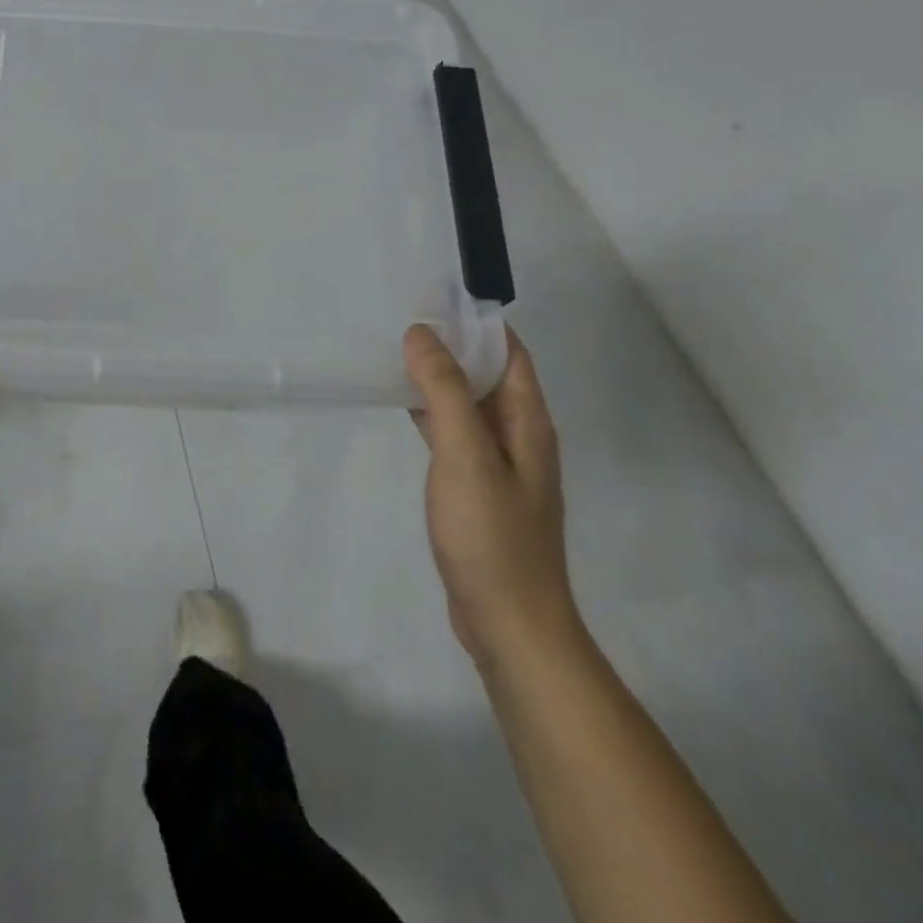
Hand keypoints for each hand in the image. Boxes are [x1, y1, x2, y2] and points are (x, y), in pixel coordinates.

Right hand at [405, 323, 578, 671]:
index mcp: (527, 421)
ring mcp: (498, 465)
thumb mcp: (465, 454)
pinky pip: (455, 433)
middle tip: (401, 321)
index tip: (431, 298)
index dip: (475, 321)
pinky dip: (432, 412)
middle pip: (488, 374)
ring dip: (439, 377)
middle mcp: (519, 436)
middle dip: (451, 345)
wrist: (510, 624)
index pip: (508, 351)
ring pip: (468, 404)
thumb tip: (421, 333)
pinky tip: (404, 407)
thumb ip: (445, 391)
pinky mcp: (477, 489)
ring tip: (395, 353)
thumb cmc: (491, 535)